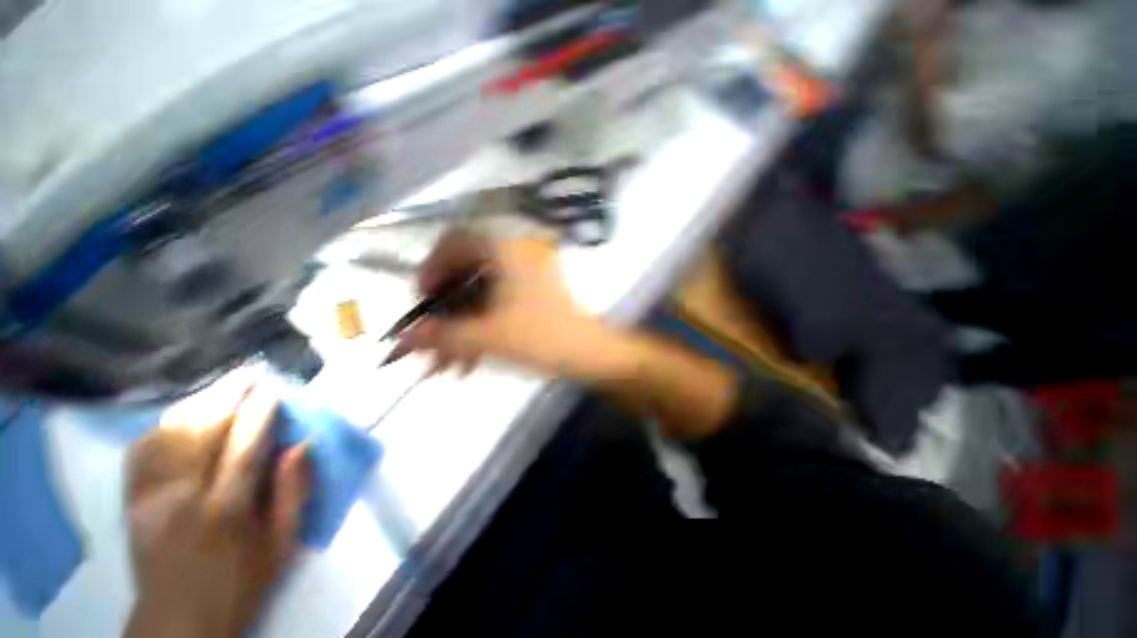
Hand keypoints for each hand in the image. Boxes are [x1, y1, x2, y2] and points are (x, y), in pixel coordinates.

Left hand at [124, 374, 310, 637]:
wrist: (178, 623)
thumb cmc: (241, 584)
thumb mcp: (283, 545)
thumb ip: (294, 492)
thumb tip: (302, 444)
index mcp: (226, 511)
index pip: (244, 447)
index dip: (260, 413)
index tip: (274, 390)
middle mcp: (182, 497)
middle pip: (202, 432)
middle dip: (227, 396)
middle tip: (248, 373)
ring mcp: (150, 497)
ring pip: (170, 435)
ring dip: (197, 404)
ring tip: (220, 386)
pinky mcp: (132, 501)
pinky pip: (142, 451)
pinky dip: (163, 426)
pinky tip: (179, 415)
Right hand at [391, 231, 625, 379]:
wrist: (589, 354)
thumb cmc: (542, 337)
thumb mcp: (487, 336)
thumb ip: (442, 336)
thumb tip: (403, 338)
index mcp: (506, 249)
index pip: (455, 241)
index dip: (431, 268)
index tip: (423, 299)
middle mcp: (516, 254)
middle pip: (466, 274)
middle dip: (446, 312)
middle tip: (431, 340)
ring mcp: (527, 275)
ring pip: (481, 296)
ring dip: (462, 328)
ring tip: (449, 364)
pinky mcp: (533, 295)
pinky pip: (497, 305)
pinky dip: (481, 328)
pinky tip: (471, 360)